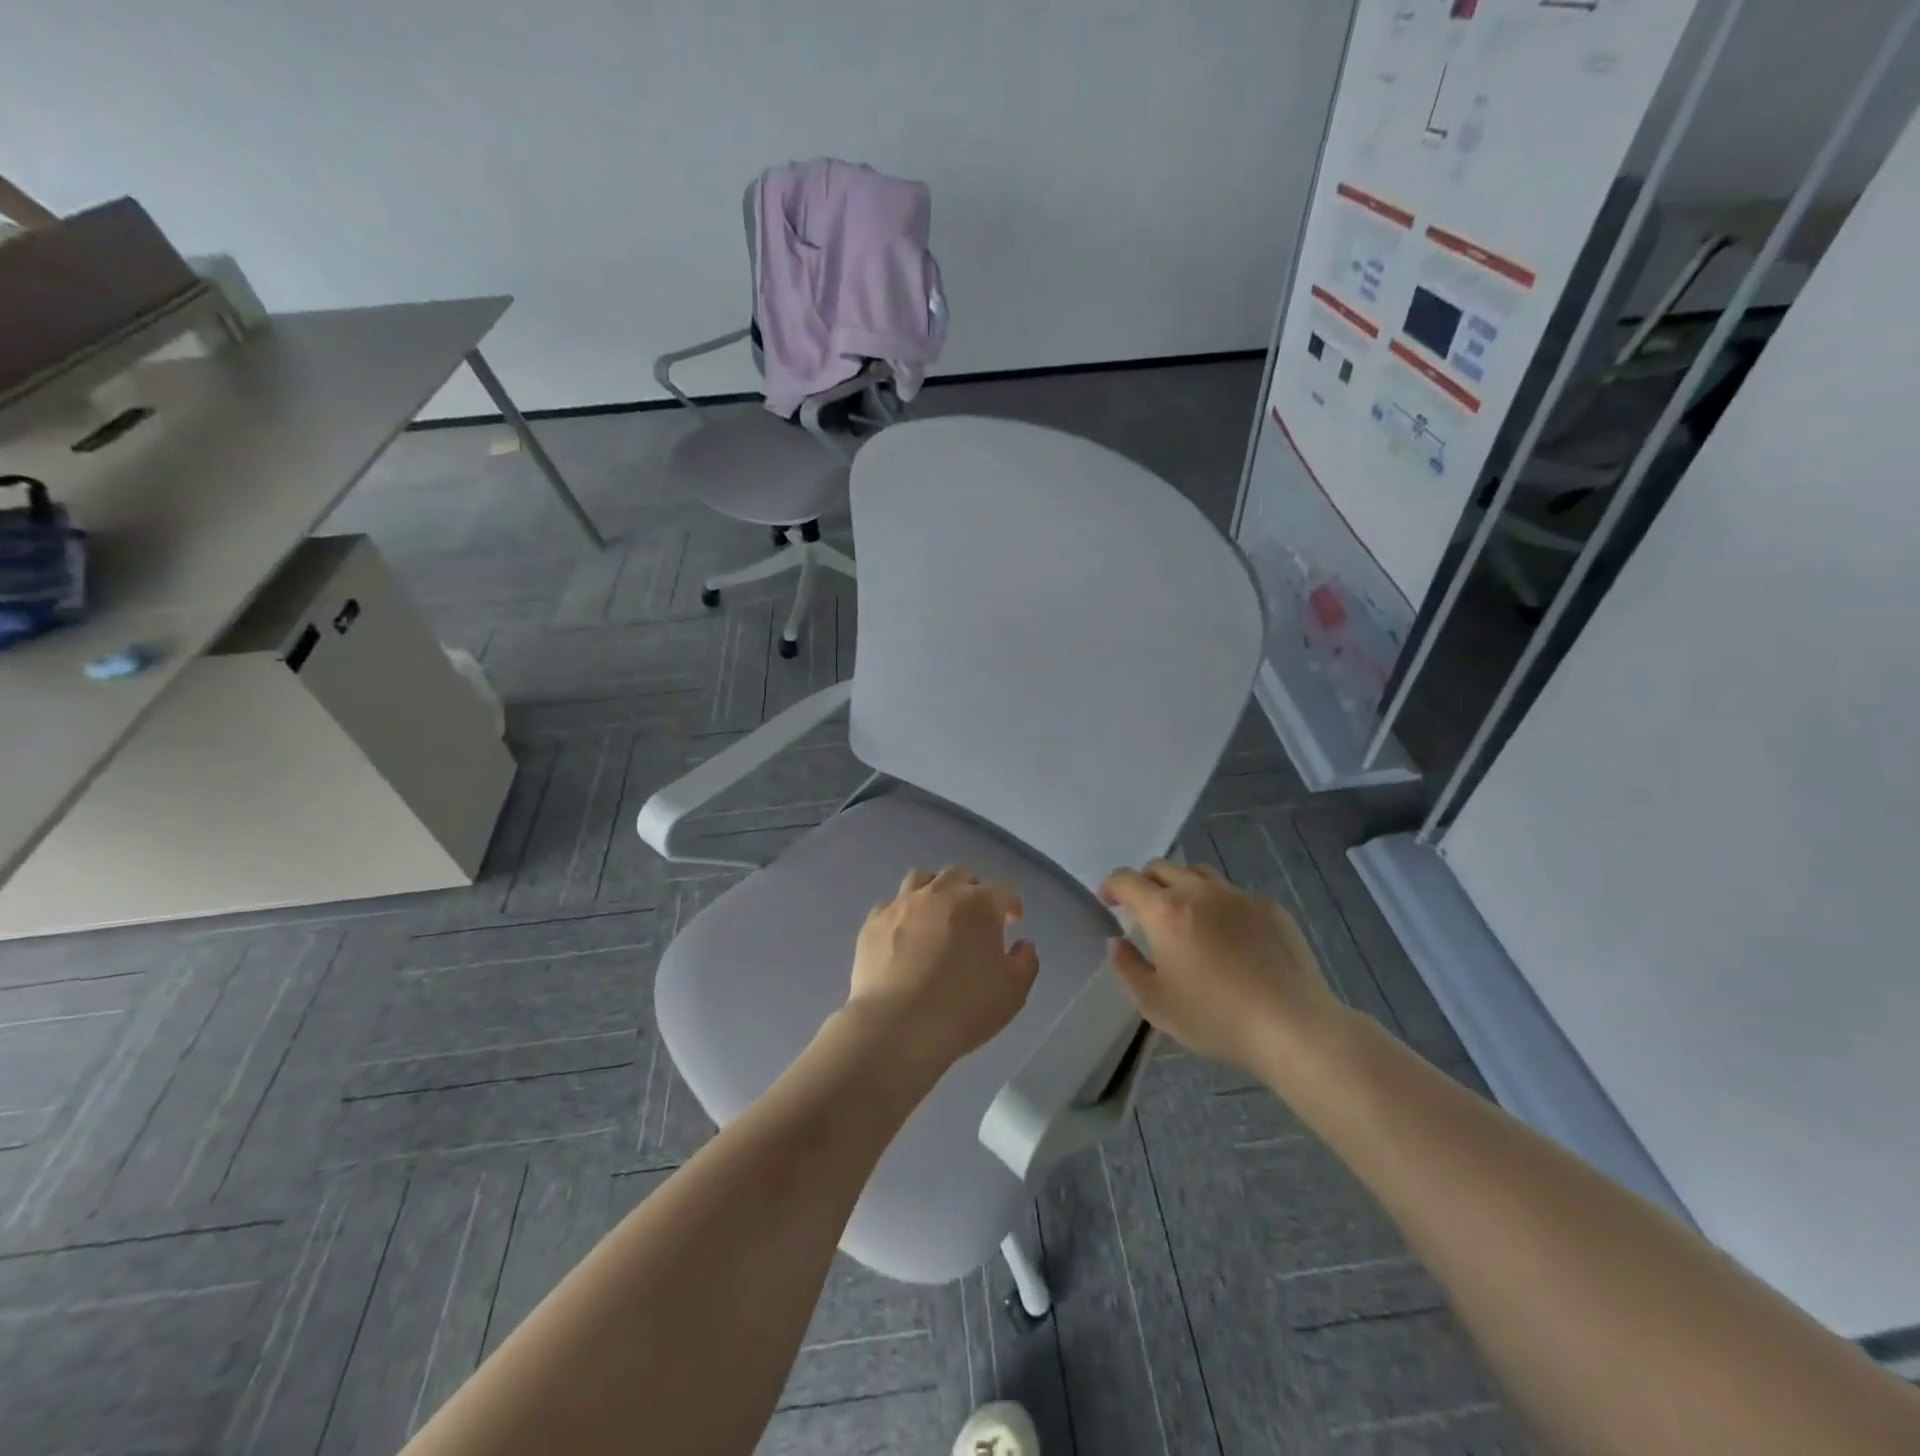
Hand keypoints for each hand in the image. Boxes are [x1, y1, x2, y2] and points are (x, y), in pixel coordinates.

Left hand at [846, 867, 1039, 1076]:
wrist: (898, 1025)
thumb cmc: (963, 1008)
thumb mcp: (1013, 993)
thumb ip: (1025, 963)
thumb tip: (1022, 945)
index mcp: (979, 904)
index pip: (1001, 891)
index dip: (1010, 903)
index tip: (1013, 919)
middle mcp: (940, 892)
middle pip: (960, 875)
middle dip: (972, 889)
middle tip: (976, 914)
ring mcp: (902, 904)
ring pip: (921, 879)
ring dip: (935, 889)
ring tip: (937, 912)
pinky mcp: (874, 922)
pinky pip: (891, 905)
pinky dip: (902, 912)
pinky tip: (904, 932)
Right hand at [1099, 860, 1345, 1077]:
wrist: (1293, 1026)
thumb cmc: (1216, 1018)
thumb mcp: (1155, 1004)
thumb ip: (1127, 967)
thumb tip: (1117, 942)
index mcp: (1165, 911)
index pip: (1126, 879)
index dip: (1110, 886)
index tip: (1107, 902)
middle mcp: (1199, 891)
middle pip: (1161, 867)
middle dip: (1144, 883)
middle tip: (1142, 911)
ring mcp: (1238, 895)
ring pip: (1198, 873)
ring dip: (1180, 886)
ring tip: (1184, 916)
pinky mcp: (1269, 907)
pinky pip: (1232, 893)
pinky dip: (1218, 904)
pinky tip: (1228, 937)